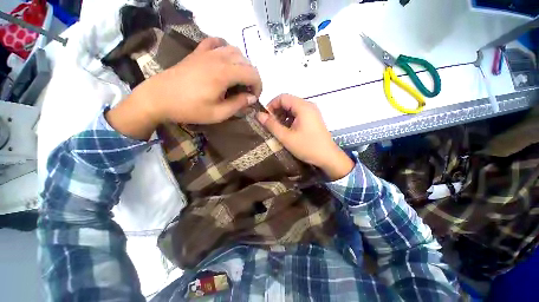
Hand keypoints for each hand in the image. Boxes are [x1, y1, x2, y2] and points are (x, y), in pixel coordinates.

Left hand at [136, 37, 262, 123]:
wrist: (158, 98)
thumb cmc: (189, 109)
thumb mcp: (218, 113)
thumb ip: (238, 104)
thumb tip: (252, 98)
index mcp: (224, 74)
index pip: (252, 73)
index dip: (258, 86)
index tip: (254, 98)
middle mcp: (219, 58)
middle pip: (246, 61)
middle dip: (252, 77)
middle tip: (247, 92)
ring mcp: (207, 52)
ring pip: (234, 50)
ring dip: (242, 64)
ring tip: (238, 79)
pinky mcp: (198, 52)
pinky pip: (216, 42)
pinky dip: (225, 49)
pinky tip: (224, 59)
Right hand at [256, 94, 353, 179]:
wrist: (328, 158)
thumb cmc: (307, 147)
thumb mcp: (286, 137)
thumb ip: (272, 125)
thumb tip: (258, 115)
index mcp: (303, 106)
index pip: (282, 97)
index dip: (271, 106)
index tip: (265, 118)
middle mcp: (308, 105)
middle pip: (288, 102)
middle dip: (277, 112)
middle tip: (270, 125)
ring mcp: (312, 112)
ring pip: (293, 109)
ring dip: (283, 117)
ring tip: (278, 129)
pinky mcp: (313, 119)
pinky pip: (298, 115)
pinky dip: (290, 120)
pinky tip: (287, 131)